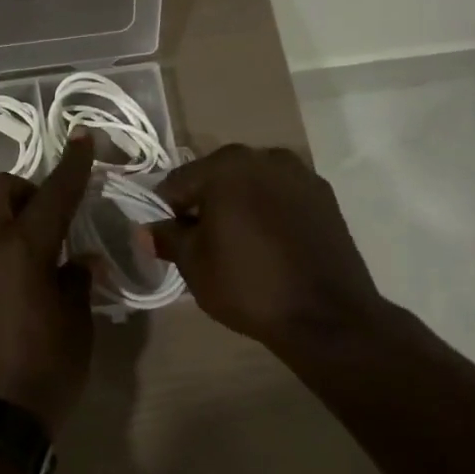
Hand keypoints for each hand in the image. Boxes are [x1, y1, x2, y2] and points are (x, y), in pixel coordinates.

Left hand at [0, 137, 96, 434]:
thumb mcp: (77, 328)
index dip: (71, 166)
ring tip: (37, 260)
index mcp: (22, 251)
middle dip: (28, 190)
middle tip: (54, 216)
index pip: (53, 195)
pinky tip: (13, 288)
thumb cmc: (42, 373)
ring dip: (10, 224)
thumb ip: (77, 284)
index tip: (81, 140)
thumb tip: (78, 262)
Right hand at [147, 144, 390, 356]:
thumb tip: (147, 229)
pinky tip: (269, 244)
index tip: (169, 240)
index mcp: (226, 166)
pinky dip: (268, 212)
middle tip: (202, 244)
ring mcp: (300, 174)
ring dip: (238, 206)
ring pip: (251, 185)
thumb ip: (167, 238)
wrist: (327, 316)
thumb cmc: (248, 285)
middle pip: (216, 177)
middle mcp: (264, 157)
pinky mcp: (325, 196)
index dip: (165, 213)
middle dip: (204, 205)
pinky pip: (281, 197)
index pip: (176, 183)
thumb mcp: (194, 264)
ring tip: (238, 244)